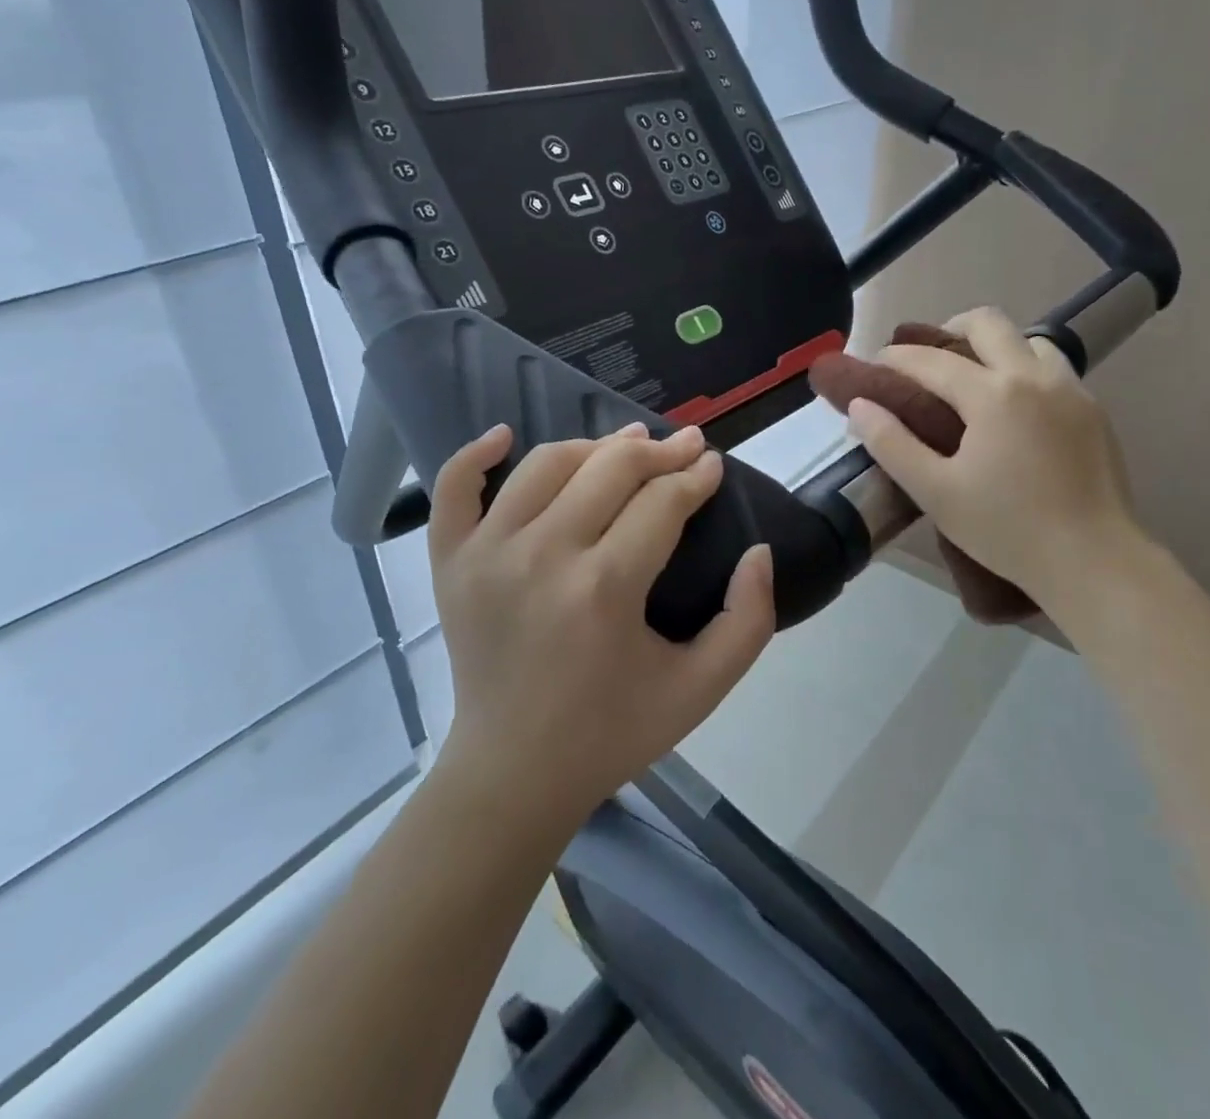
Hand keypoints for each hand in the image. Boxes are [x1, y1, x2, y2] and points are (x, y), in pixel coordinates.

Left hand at [428, 422, 774, 825]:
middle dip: (659, 451)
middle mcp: (542, 556)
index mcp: (605, 589)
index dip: (696, 476)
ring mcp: (486, 555)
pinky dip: (475, 454)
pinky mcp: (450, 563)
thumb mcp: (701, 689)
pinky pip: (454, 488)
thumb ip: (748, 620)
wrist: (514, 774)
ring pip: (547, 463)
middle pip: (610, 467)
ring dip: (594, 446)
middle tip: (684, 447)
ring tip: (624, 447)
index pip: (662, 501)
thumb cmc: (612, 732)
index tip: (712, 465)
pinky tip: (504, 435)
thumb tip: (759, 551)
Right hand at [845, 307, 1148, 617]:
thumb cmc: (1006, 529)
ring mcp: (1072, 390)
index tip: (875, 364)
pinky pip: (1054, 370)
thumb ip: (892, 444)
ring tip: (975, 383)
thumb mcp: (935, 492)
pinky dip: (1025, 372)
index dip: (896, 357)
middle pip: (988, 322)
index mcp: (993, 394)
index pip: (932, 360)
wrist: (1094, 561)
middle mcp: (1035, 377)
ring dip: (995, 348)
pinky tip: (1015, 411)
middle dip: (949, 329)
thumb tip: (860, 405)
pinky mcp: (1095, 411)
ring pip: (1029, 341)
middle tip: (928, 361)